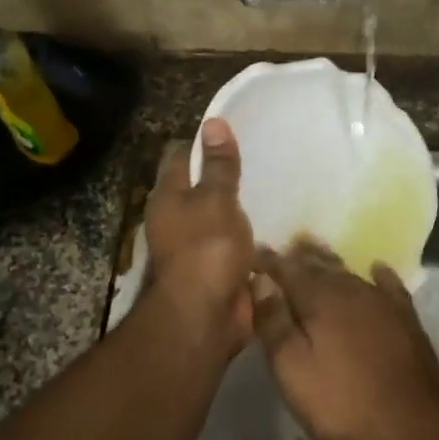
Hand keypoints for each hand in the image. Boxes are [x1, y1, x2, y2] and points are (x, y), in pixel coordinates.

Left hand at [143, 119, 253, 354]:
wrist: (205, 316)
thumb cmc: (207, 249)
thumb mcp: (217, 199)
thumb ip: (220, 165)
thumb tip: (213, 122)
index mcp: (168, 196)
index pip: (181, 156)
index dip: (203, 141)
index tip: (232, 131)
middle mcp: (175, 218)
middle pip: (198, 187)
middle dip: (222, 175)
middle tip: (259, 158)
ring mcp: (194, 246)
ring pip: (216, 216)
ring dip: (236, 208)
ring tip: (270, 188)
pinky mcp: (214, 269)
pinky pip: (231, 244)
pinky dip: (245, 236)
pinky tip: (269, 227)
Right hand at [251, 242, 438, 439]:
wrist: (410, 424)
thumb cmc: (341, 401)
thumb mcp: (292, 368)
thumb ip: (273, 321)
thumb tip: (261, 281)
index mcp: (320, 298)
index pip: (287, 269)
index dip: (268, 261)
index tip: (253, 252)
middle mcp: (352, 289)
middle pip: (320, 266)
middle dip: (300, 256)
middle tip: (285, 245)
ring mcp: (382, 302)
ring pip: (350, 272)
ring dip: (330, 262)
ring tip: (316, 251)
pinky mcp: (406, 319)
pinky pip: (389, 286)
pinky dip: (379, 275)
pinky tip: (377, 268)